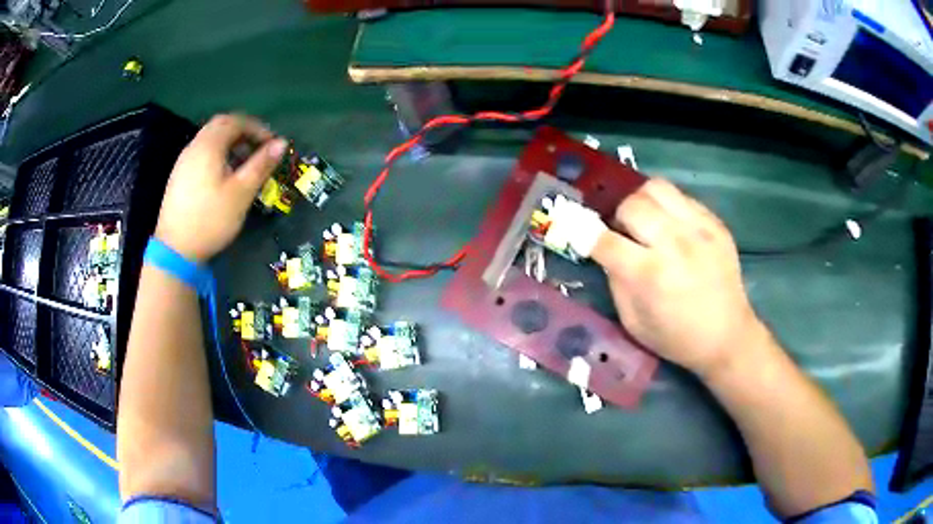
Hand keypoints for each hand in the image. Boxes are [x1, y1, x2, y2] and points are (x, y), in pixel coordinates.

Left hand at [154, 114, 286, 262]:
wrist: (175, 249)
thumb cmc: (211, 219)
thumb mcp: (241, 192)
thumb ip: (261, 165)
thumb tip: (281, 143)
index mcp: (209, 145)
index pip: (236, 121)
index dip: (257, 128)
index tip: (272, 145)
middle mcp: (194, 146)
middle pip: (221, 126)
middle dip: (243, 132)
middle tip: (259, 149)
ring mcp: (184, 161)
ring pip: (210, 139)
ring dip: (230, 144)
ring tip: (244, 164)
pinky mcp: (179, 176)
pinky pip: (202, 153)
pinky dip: (218, 155)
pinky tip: (224, 176)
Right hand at [591, 178, 766, 377]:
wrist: (727, 336)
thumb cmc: (677, 338)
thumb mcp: (633, 322)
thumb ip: (616, 282)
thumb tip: (606, 251)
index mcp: (649, 275)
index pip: (604, 240)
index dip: (586, 234)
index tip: (582, 233)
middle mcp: (673, 243)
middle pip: (631, 204)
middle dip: (618, 216)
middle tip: (624, 232)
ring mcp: (699, 229)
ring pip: (656, 188)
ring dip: (642, 201)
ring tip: (646, 221)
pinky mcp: (715, 224)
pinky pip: (682, 197)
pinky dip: (668, 206)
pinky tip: (672, 226)